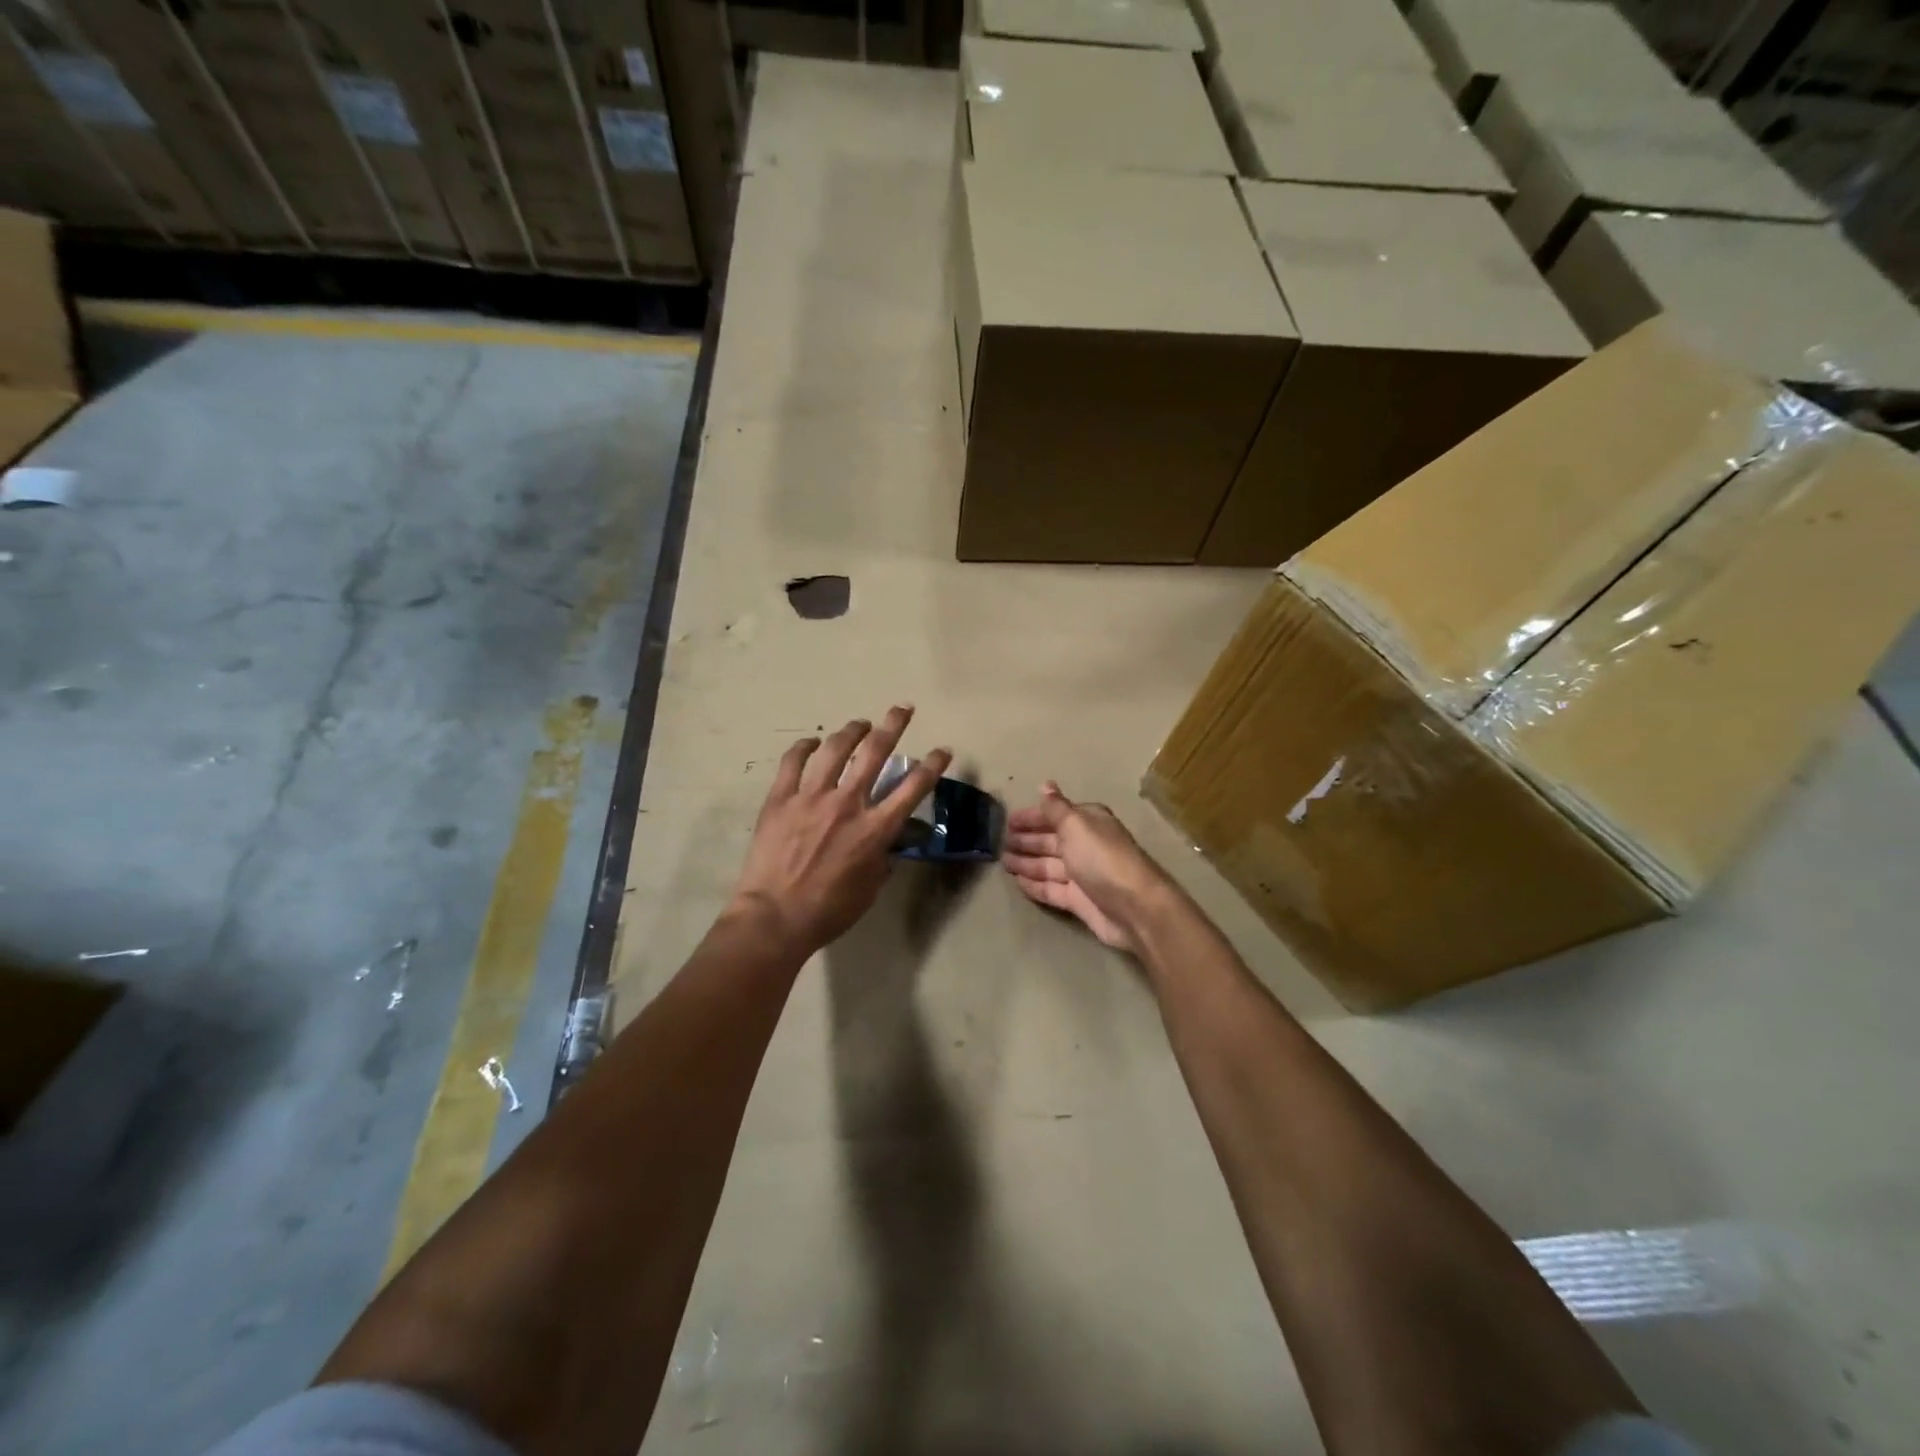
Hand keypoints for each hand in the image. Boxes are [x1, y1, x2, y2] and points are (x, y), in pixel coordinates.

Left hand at [731, 706, 951, 954]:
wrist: (775, 917)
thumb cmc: (829, 911)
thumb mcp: (870, 888)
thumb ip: (882, 859)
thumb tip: (886, 843)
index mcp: (875, 829)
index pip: (913, 787)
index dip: (933, 765)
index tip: (943, 750)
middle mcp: (848, 803)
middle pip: (875, 752)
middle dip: (893, 725)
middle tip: (902, 709)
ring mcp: (811, 797)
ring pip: (835, 749)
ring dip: (851, 730)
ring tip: (860, 724)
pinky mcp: (781, 798)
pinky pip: (793, 762)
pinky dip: (804, 747)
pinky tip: (812, 742)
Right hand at [1002, 782, 1174, 954]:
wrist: (1133, 907)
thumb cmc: (1101, 858)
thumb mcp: (1076, 825)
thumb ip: (1056, 808)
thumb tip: (1045, 784)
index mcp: (1088, 822)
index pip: (1055, 814)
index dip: (1032, 817)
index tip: (1008, 821)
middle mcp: (1086, 845)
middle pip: (1051, 840)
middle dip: (1027, 840)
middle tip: (1001, 842)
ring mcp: (1082, 874)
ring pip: (1048, 865)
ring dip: (1026, 862)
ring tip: (1003, 862)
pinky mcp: (1079, 900)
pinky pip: (1051, 888)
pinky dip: (1034, 884)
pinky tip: (1017, 882)